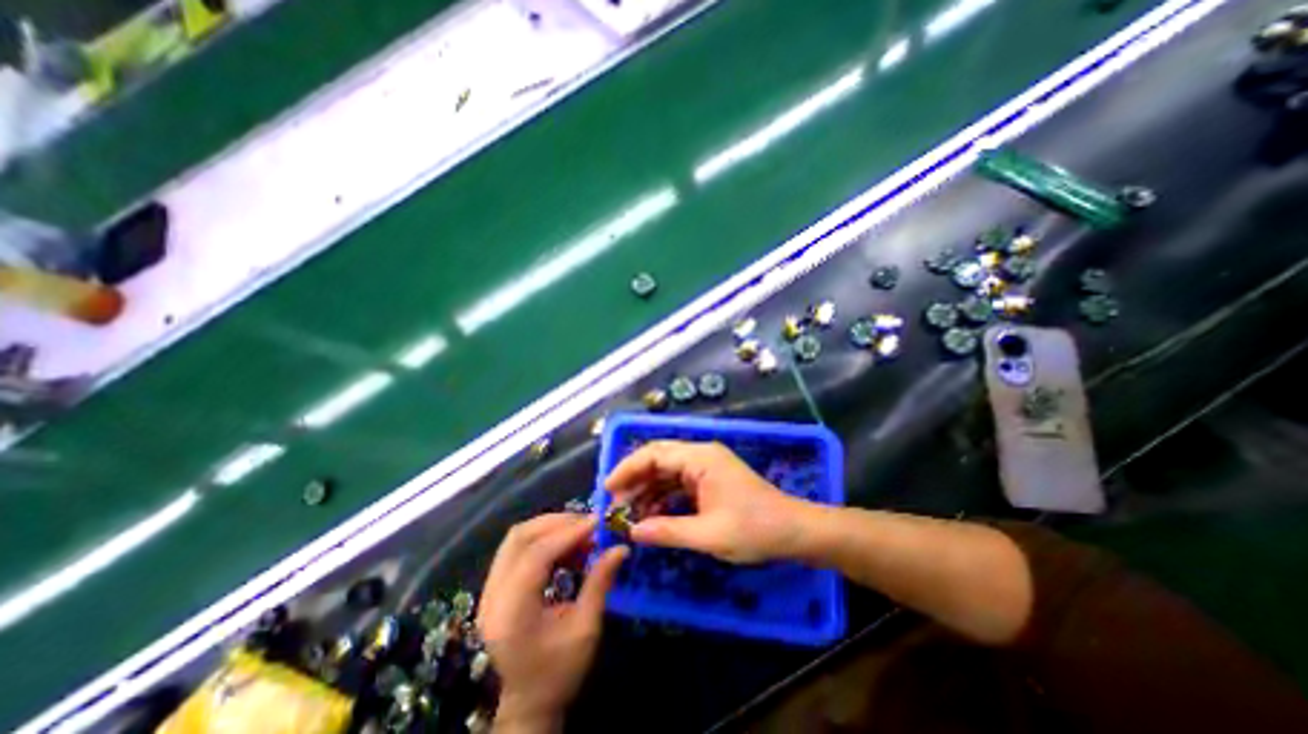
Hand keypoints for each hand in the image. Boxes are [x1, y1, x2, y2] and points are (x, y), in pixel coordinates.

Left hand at [479, 513, 629, 731]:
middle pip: (520, 538)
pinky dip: (543, 538)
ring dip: (550, 527)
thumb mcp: (586, 630)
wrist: (528, 703)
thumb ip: (600, 583)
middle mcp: (492, 596)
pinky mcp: (495, 586)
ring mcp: (489, 590)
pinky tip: (565, 545)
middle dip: (557, 523)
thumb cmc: (559, 672)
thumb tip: (621, 548)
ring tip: (580, 531)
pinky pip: (517, 548)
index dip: (568, 533)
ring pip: (516, 538)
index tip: (597, 522)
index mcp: (511, 613)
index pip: (536, 556)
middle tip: (589, 523)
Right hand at [606, 439, 814, 565]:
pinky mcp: (709, 480)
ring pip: (666, 471)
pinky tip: (651, 515)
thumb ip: (668, 531)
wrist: (794, 531)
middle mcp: (700, 455)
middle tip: (614, 504)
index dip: (627, 468)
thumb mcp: (709, 535)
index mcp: (700, 458)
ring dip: (647, 489)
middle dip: (634, 479)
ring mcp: (706, 467)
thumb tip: (632, 532)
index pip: (654, 454)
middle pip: (658, 458)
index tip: (607, 489)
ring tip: (629, 514)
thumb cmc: (755, 529)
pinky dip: (662, 497)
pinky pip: (678, 483)